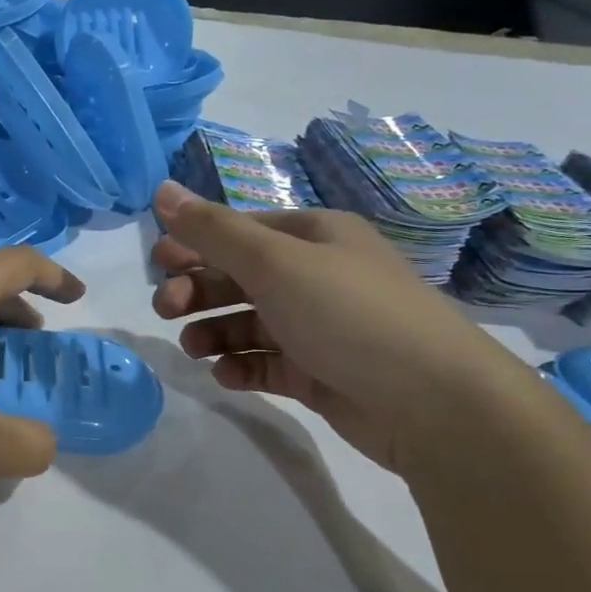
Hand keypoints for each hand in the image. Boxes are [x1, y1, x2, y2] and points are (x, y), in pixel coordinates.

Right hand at [149, 181, 533, 470]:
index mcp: (314, 237)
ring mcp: (318, 327)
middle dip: (199, 290)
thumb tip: (161, 189)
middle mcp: (316, 276)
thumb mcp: (274, 262)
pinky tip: (227, 376)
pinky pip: (266, 363)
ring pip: (248, 323)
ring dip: (214, 332)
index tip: (157, 263)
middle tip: (167, 310)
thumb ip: (213, 230)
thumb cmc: (348, 314)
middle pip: (240, 277)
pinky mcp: (318, 373)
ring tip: (195, 350)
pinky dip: (241, 367)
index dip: (196, 243)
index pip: (241, 231)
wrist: (432, 402)